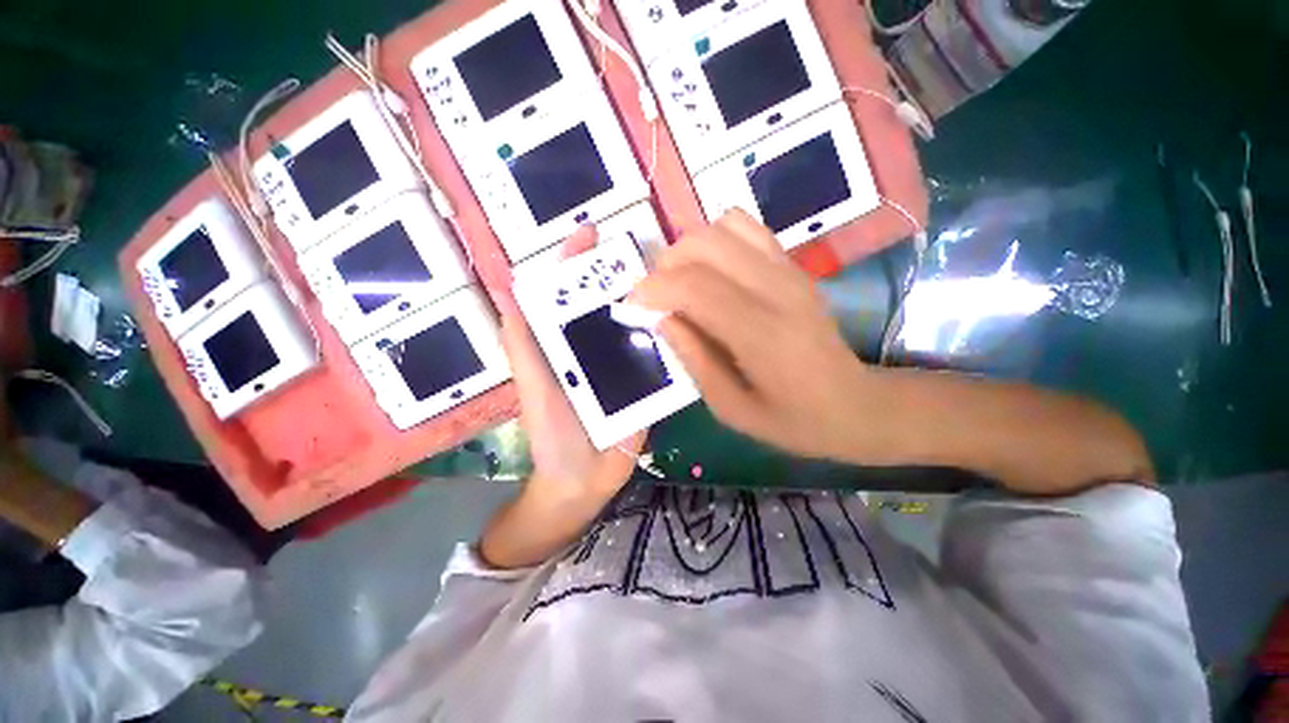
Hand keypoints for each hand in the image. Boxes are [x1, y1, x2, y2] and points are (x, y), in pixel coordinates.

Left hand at [497, 227, 644, 506]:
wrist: (584, 481)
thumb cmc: (553, 435)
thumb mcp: (534, 389)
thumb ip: (524, 346)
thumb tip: (509, 291)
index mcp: (565, 343)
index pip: (568, 294)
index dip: (574, 261)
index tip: (590, 230)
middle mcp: (596, 346)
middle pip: (607, 302)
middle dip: (620, 272)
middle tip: (643, 248)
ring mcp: (625, 364)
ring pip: (637, 324)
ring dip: (650, 299)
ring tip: (671, 274)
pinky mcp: (648, 383)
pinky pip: (659, 354)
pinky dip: (669, 335)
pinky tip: (685, 317)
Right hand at [632, 210, 870, 461]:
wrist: (854, 404)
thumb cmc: (791, 419)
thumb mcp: (731, 408)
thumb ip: (693, 359)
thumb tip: (661, 318)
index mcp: (761, 334)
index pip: (695, 287)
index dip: (653, 289)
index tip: (632, 305)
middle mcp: (776, 290)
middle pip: (703, 245)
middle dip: (665, 266)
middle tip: (657, 298)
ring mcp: (789, 270)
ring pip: (721, 228)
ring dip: (689, 250)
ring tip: (681, 283)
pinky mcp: (793, 265)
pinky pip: (745, 228)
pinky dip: (716, 239)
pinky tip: (712, 271)